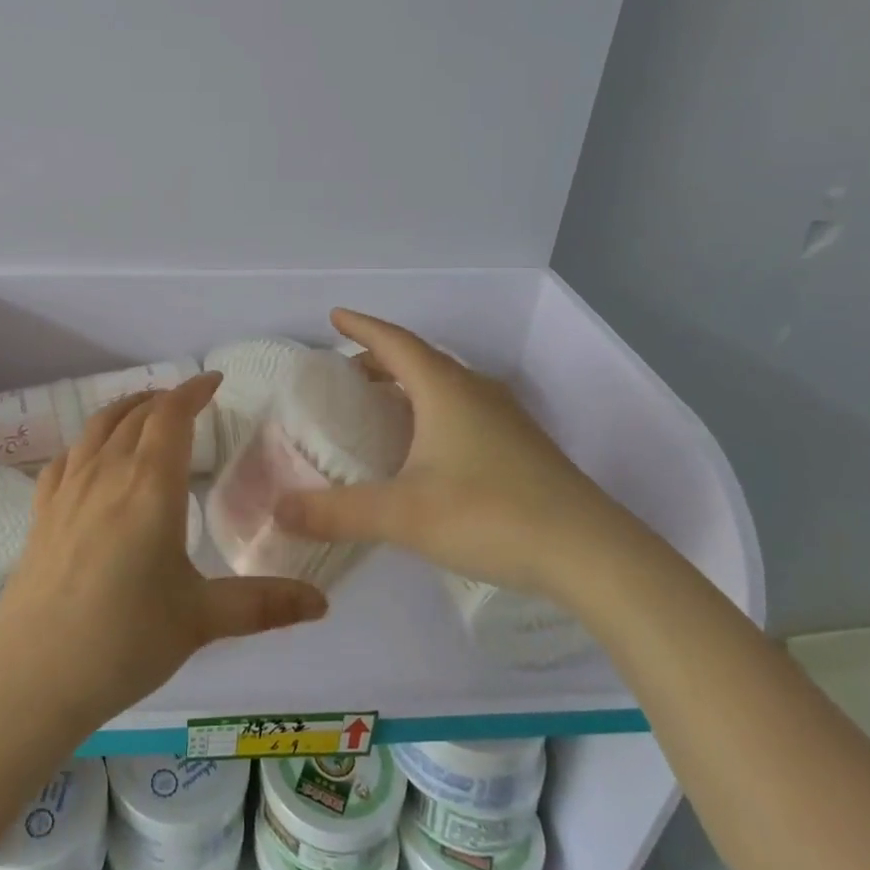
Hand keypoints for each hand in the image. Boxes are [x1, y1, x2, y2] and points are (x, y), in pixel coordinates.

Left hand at [0, 374, 327, 730]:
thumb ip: (263, 604)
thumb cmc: (126, 640)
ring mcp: (68, 490)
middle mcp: (107, 473)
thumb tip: (322, 602)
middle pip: (135, 415)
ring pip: (97, 428)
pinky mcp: (41, 512)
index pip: (172, 416)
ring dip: (124, 410)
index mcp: (151, 485)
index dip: (193, 391)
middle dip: (163, 400)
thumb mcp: (201, 619)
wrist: (33, 674)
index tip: (214, 381)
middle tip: (186, 402)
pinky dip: (86, 443)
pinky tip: (90, 458)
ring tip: (142, 412)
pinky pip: (65, 459)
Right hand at [275, 309, 640, 602]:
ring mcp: (506, 418)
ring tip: (381, 404)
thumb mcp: (402, 515)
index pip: (394, 342)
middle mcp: (476, 392)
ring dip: (409, 384)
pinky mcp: (522, 447)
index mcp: (445, 389)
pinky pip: (464, 409)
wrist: (592, 554)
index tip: (335, 316)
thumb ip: (337, 512)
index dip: (362, 327)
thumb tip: (278, 509)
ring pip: (446, 385)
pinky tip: (428, 446)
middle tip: (348, 371)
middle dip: (380, 358)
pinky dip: (433, 410)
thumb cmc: (489, 515)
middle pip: (420, 359)